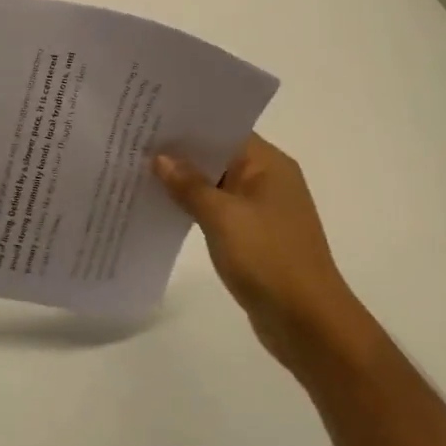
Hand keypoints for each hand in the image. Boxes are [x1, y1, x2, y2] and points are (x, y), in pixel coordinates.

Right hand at [155, 135, 373, 375]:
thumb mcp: (222, 217)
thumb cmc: (269, 259)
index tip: (149, 118)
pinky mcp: (254, 237)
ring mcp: (262, 210)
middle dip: (181, 152)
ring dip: (185, 181)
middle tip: (135, 141)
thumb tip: (161, 157)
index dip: (187, 123)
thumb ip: (189, 184)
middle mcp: (268, 180)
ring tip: (140, 169)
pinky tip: (162, 205)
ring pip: (216, 183)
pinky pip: (218, 210)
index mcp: (269, 164)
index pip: (223, 129)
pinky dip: (194, 206)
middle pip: (218, 155)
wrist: (310, 327)